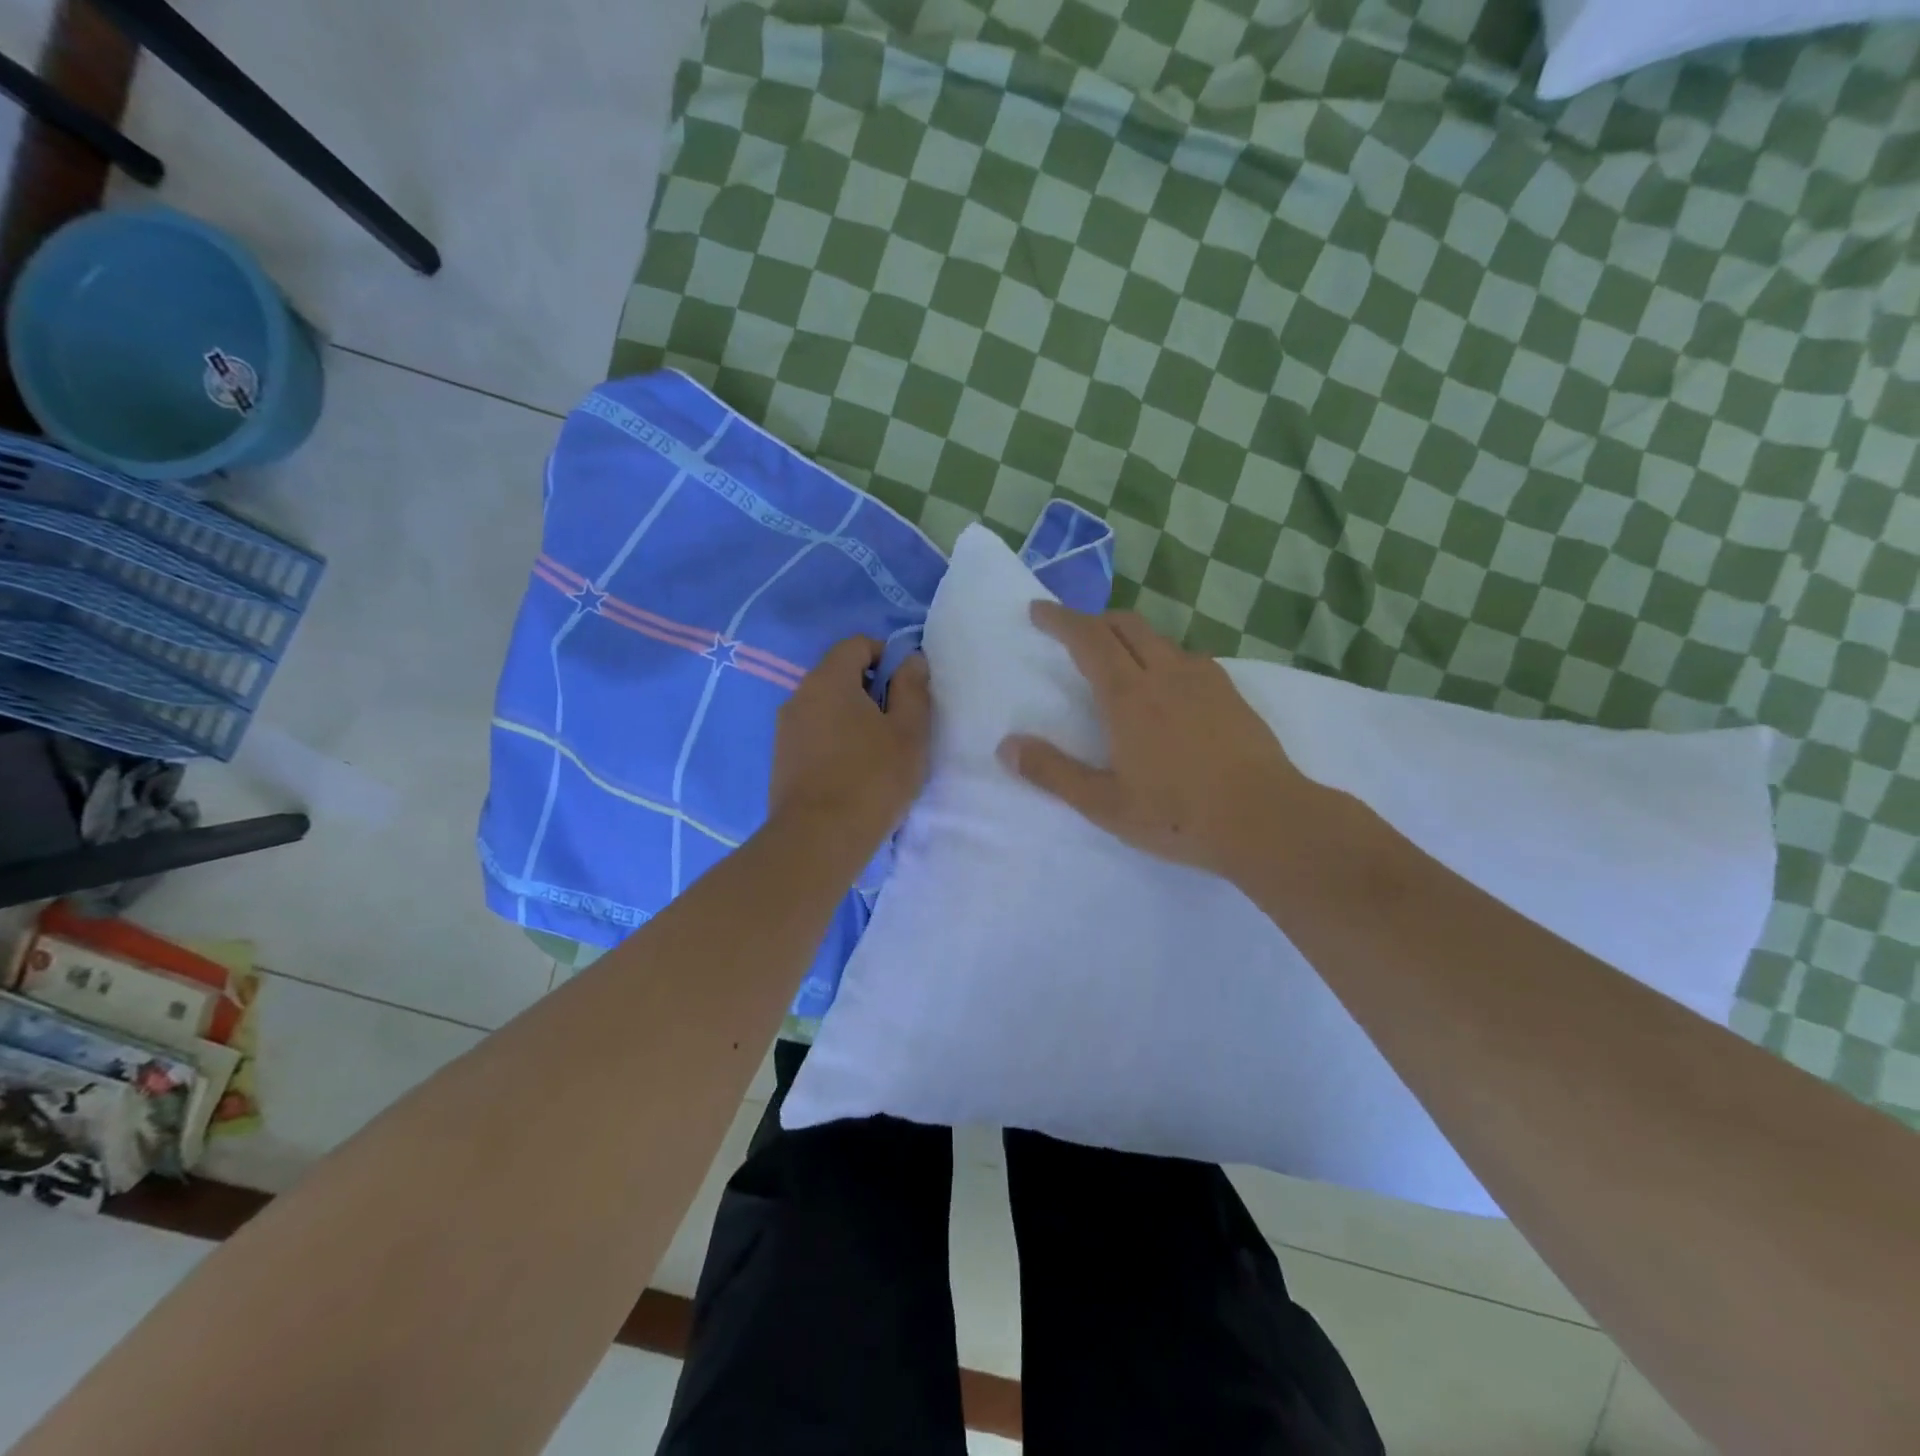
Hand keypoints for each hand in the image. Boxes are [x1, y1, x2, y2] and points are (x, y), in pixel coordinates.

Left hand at [770, 637, 930, 851]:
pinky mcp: (781, 759)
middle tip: (899, 724)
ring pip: (826, 706)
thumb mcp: (909, 731)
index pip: (856, 644)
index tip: (908, 689)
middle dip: (872, 690)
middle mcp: (799, 695)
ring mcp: (785, 728)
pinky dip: (836, 740)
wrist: (818, 840)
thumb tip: (911, 660)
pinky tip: (854, 772)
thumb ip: (912, 688)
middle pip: (839, 675)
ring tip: (878, 752)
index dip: (887, 656)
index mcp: (828, 680)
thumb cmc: (872, 779)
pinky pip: (815, 733)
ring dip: (853, 718)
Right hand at [997, 602, 1307, 880]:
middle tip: (1072, 633)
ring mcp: (1205, 680)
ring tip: (1117, 661)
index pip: (1088, 638)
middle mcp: (1167, 674)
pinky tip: (1167, 688)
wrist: (1267, 819)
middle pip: (1125, 625)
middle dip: (1093, 620)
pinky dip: (1163, 657)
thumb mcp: (1105, 804)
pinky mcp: (1231, 693)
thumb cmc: (1178, 815)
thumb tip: (1006, 746)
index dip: (1060, 619)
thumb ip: (1053, 773)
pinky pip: (1188, 658)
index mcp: (1129, 696)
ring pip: (1159, 639)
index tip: (1038, 610)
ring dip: (1130, 637)